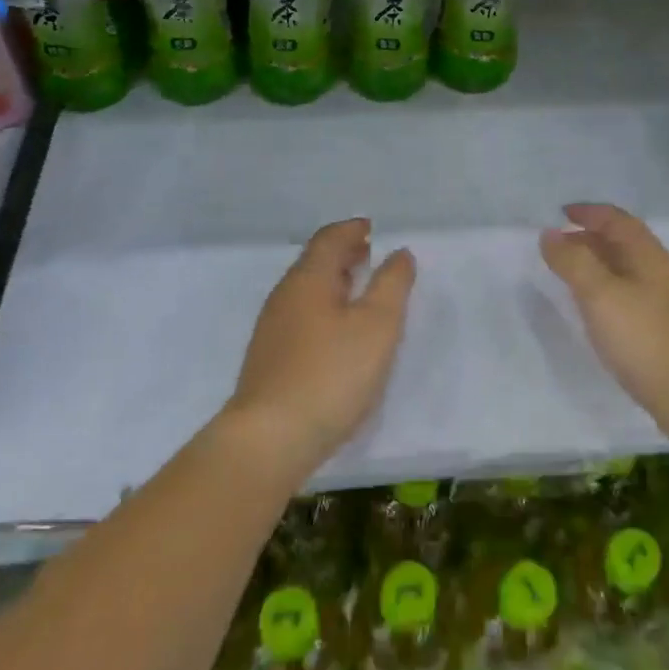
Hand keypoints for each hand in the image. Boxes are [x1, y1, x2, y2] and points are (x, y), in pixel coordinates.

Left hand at [227, 218, 414, 480]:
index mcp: (309, 278)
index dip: (353, 230)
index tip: (373, 229)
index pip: (330, 238)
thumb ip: (392, 284)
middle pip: (315, 262)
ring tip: (361, 292)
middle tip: (371, 256)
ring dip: (334, 283)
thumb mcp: (377, 326)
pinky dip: (324, 310)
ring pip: (307, 292)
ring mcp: (272, 329)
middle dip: (344, 255)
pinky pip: (301, 317)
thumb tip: (399, 253)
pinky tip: (339, 334)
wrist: (269, 440)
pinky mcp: (269, 360)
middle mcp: (285, 296)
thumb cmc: (331, 374)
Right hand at [540, 203, 668, 447]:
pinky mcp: (662, 332)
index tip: (559, 213)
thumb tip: (550, 233)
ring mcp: (663, 303)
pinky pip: (627, 297)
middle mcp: (658, 272)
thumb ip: (573, 262)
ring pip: (624, 271)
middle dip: (589, 237)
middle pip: (621, 242)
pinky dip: (605, 292)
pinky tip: (593, 311)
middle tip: (556, 245)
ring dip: (596, 265)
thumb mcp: (600, 294)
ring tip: (567, 275)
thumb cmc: (646, 337)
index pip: (615, 219)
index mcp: (646, 254)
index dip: (588, 212)